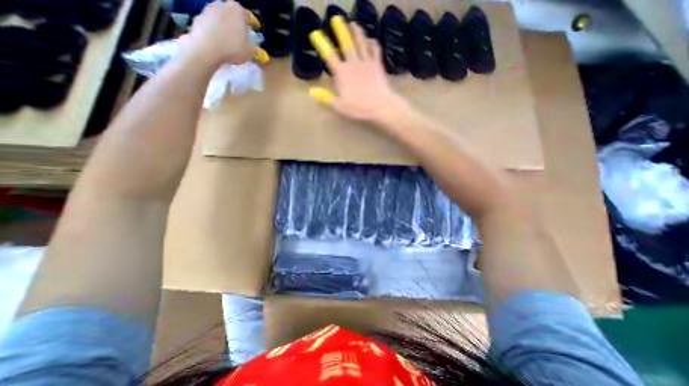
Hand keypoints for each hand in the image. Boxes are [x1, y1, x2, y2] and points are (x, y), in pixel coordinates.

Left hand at [182, 0, 255, 65]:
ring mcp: (208, 9)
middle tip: (243, 35)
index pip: (249, 16)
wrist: (206, 49)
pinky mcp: (198, 18)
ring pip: (222, 19)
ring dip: (227, 27)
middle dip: (239, 24)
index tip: (257, 30)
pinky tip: (220, 43)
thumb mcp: (251, 53)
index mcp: (238, 10)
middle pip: (234, 15)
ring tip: (231, 40)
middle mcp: (222, 4)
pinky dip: (216, 32)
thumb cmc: (233, 48)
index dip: (254, 24)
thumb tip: (259, 52)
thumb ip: (256, 50)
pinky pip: (212, 25)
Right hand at [313, 20, 407, 121]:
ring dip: (356, 32)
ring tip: (353, 24)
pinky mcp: (377, 65)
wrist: (380, 106)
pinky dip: (373, 43)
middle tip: (337, 19)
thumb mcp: (339, 106)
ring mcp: (366, 62)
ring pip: (360, 43)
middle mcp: (353, 63)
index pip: (329, 56)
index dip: (322, 44)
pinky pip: (375, 50)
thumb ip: (326, 97)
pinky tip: (371, 39)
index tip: (315, 33)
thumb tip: (312, 91)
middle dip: (340, 30)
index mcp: (342, 73)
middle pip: (346, 43)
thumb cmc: (358, 108)